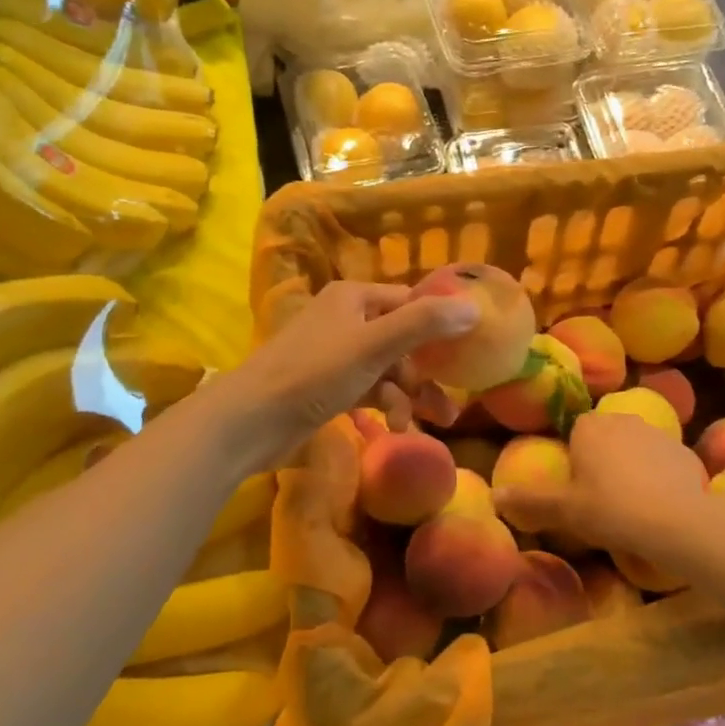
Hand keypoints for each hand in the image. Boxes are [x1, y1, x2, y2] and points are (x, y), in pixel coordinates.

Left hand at [200, 281, 477, 472]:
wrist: (250, 420)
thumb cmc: (314, 373)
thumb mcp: (374, 345)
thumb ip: (424, 324)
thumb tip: (474, 308)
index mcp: (355, 298)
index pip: (411, 302)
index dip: (440, 323)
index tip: (469, 350)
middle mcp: (347, 319)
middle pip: (402, 340)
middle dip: (427, 372)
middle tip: (452, 401)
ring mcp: (336, 354)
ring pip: (387, 369)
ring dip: (408, 395)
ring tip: (431, 424)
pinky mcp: (328, 386)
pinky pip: (369, 390)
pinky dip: (385, 405)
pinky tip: (394, 427)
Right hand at [494, 410, 712, 559]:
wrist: (678, 521)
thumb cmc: (611, 509)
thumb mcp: (564, 510)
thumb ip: (529, 501)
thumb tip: (494, 495)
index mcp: (589, 426)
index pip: (574, 432)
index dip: (574, 459)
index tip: (576, 488)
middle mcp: (622, 419)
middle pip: (605, 437)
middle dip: (602, 460)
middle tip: (600, 499)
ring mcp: (657, 432)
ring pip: (635, 448)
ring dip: (631, 467)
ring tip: (631, 505)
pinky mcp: (684, 451)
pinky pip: (662, 462)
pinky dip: (659, 477)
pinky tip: (659, 505)